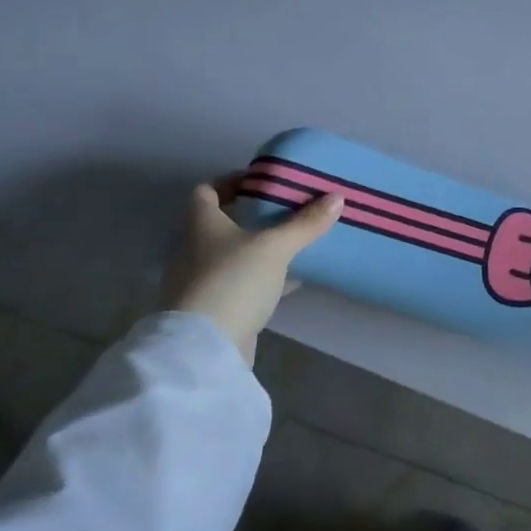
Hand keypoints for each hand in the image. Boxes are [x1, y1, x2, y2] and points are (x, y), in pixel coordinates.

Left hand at [159, 177, 342, 364]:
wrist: (205, 348)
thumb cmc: (234, 281)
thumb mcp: (276, 247)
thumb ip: (306, 223)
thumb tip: (337, 197)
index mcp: (200, 224)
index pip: (206, 191)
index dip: (231, 182)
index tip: (262, 183)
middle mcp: (193, 249)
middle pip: (221, 222)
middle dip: (253, 215)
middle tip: (287, 209)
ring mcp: (200, 281)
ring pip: (233, 254)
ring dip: (259, 248)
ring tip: (294, 242)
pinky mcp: (213, 309)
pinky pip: (240, 283)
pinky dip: (262, 277)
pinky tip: (290, 279)